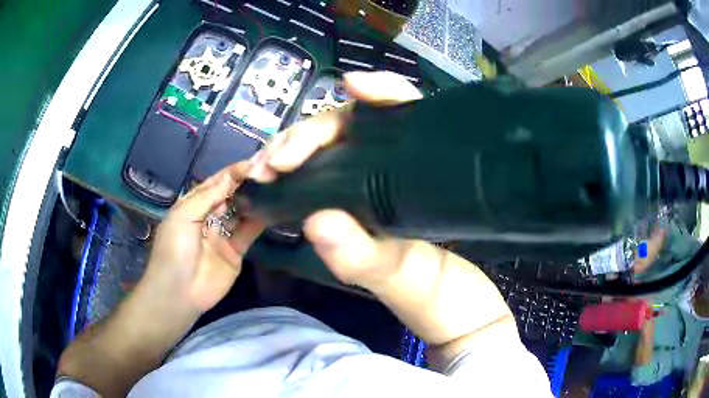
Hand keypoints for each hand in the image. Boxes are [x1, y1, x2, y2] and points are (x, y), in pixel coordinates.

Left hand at [143, 163, 263, 312]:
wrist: (179, 293)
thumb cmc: (174, 250)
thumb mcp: (183, 216)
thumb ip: (208, 196)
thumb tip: (232, 176)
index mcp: (193, 205)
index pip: (215, 183)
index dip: (233, 173)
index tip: (254, 163)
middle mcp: (209, 216)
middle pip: (230, 195)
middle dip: (246, 183)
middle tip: (269, 172)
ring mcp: (223, 234)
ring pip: (242, 212)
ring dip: (255, 200)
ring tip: (274, 187)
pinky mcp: (236, 252)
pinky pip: (249, 233)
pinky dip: (260, 222)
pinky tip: (273, 209)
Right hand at [249, 71, 514, 363]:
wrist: (444, 319)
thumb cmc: (440, 295)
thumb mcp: (409, 278)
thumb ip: (368, 256)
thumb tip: (317, 221)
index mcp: (423, 172)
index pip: (407, 110)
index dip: (381, 90)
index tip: (352, 86)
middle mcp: (398, 169)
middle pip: (352, 128)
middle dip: (308, 135)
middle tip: (272, 161)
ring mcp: (374, 184)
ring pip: (331, 150)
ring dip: (293, 152)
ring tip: (263, 169)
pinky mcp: (355, 205)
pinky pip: (324, 177)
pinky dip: (298, 173)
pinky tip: (276, 179)